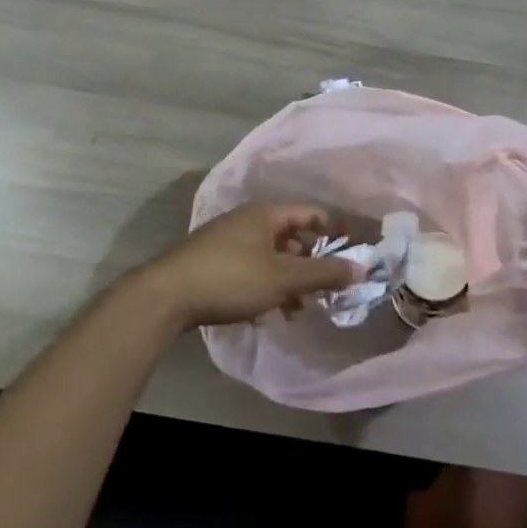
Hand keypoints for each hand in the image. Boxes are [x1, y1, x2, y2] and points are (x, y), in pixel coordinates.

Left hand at [137, 203, 357, 329]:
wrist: (164, 298)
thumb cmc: (231, 278)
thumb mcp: (284, 277)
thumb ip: (324, 273)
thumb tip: (362, 268)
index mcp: (266, 214)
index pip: (312, 214)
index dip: (336, 233)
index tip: (354, 255)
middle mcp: (247, 221)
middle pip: (292, 237)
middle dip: (312, 264)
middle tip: (328, 288)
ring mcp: (228, 242)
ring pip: (272, 258)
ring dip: (290, 281)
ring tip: (300, 309)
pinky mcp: (213, 265)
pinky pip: (252, 271)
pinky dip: (268, 288)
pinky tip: (271, 314)